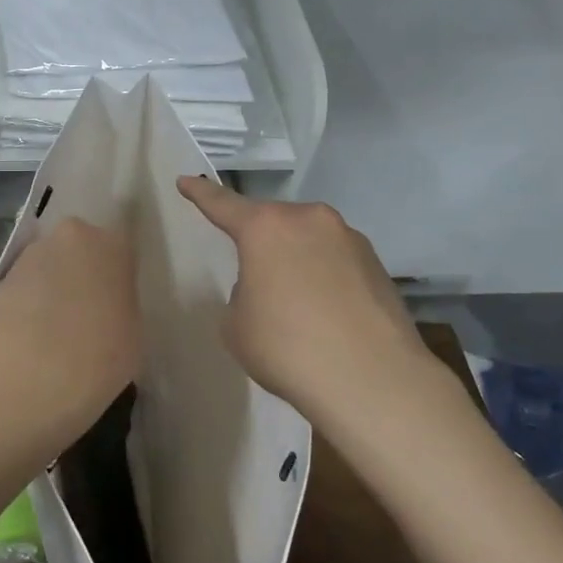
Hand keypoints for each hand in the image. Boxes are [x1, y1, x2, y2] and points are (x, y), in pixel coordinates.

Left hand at [0, 216, 139, 449]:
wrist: (34, 373)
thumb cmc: (102, 354)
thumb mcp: (133, 331)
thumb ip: (120, 304)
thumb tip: (107, 306)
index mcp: (111, 244)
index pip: (119, 249)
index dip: (116, 275)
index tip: (115, 300)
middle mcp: (69, 237)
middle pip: (78, 249)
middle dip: (80, 273)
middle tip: (86, 312)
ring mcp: (30, 255)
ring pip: (47, 265)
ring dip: (51, 287)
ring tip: (53, 331)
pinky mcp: (0, 280)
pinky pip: (23, 288)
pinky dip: (27, 305)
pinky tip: (29, 338)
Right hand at [176, 178, 444, 430]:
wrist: (372, 381)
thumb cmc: (287, 348)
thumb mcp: (237, 324)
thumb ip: (243, 293)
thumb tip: (268, 287)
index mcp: (265, 228)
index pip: (222, 204)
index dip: (200, 193)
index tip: (184, 180)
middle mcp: (309, 220)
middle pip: (273, 222)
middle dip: (260, 242)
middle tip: (254, 277)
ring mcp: (349, 239)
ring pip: (309, 240)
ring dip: (296, 260)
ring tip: (296, 305)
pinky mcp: (378, 264)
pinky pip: (337, 262)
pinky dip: (325, 278)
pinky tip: (327, 316)